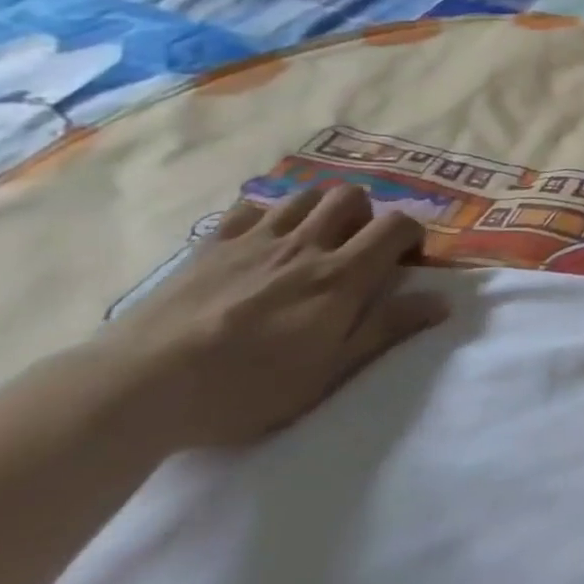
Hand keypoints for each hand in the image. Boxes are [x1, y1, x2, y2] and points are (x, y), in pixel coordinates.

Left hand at [103, 186, 449, 450]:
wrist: (140, 387)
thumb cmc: (247, 388)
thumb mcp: (329, 371)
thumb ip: (388, 329)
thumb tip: (443, 301)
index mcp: (341, 275)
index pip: (397, 225)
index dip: (412, 234)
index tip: (407, 261)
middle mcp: (305, 244)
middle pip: (351, 196)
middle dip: (365, 214)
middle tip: (357, 248)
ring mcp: (255, 240)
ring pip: (304, 195)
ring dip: (320, 209)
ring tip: (314, 240)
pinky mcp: (210, 245)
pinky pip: (249, 208)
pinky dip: (267, 216)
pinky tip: (262, 242)